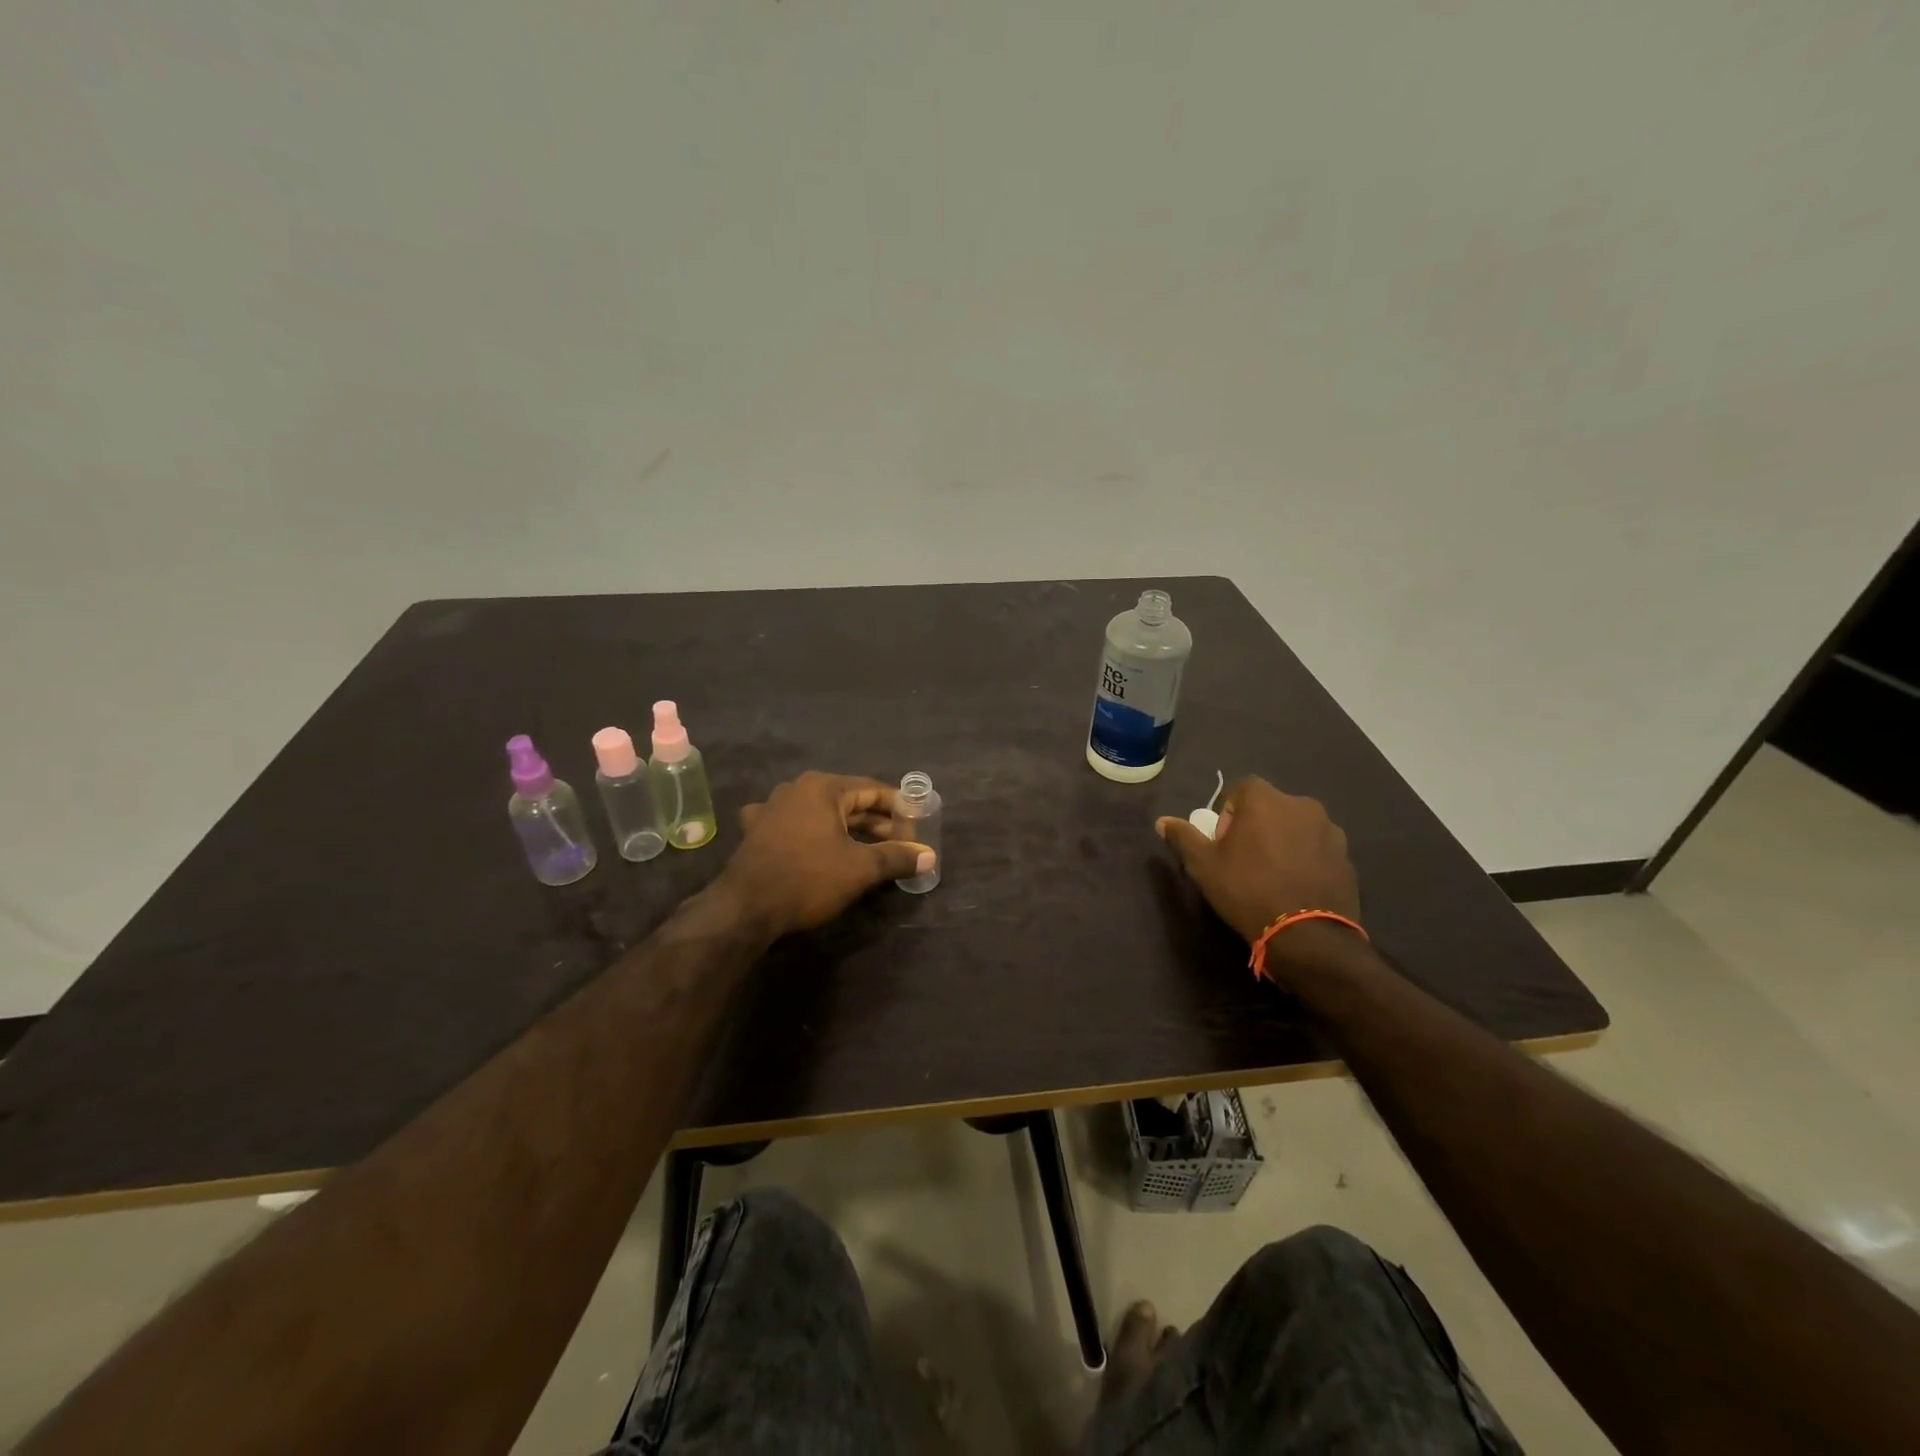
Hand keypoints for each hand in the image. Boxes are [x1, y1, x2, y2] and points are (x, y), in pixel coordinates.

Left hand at [719, 772, 935, 936]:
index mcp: (822, 787)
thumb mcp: (860, 868)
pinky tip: (820, 847)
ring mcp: (772, 809)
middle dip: (875, 821)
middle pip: (847, 800)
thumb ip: (896, 857)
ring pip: (822, 814)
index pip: (871, 789)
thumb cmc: (808, 879)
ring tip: (871, 848)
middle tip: (901, 841)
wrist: (745, 909)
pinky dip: (815, 835)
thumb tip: (929, 856)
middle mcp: (796, 789)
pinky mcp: (758, 831)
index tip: (917, 823)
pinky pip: (796, 826)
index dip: (898, 807)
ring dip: (847, 829)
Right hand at [1155, 776, 1360, 950]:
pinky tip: (1295, 888)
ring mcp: (1330, 831)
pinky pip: (1318, 850)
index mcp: (1266, 799)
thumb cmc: (1247, 890)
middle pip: (1271, 807)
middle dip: (1257, 826)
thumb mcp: (1203, 865)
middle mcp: (1302, 805)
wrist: (1307, 935)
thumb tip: (1162, 822)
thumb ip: (1183, 837)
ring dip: (1284, 841)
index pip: (1242, 788)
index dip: (1228, 812)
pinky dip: (1306, 860)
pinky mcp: (1347, 858)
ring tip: (1273, 876)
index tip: (1224, 842)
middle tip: (1245, 860)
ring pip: (1297, 827)